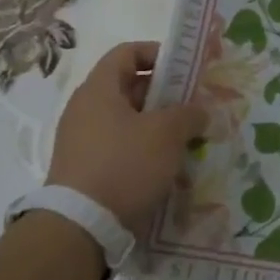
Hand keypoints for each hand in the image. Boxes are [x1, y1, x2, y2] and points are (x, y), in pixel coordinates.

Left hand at [46, 42, 207, 231]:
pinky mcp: (84, 169)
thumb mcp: (167, 134)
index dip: (157, 53)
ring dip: (156, 125)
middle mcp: (84, 109)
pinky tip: (165, 166)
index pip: (126, 53)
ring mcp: (81, 141)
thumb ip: (189, 114)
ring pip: (126, 120)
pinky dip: (143, 149)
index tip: (184, 68)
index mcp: (98, 89)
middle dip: (164, 94)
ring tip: (185, 139)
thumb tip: (199, 111)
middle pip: (128, 87)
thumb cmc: (125, 165)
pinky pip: (119, 147)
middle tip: (193, 106)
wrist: (81, 227)